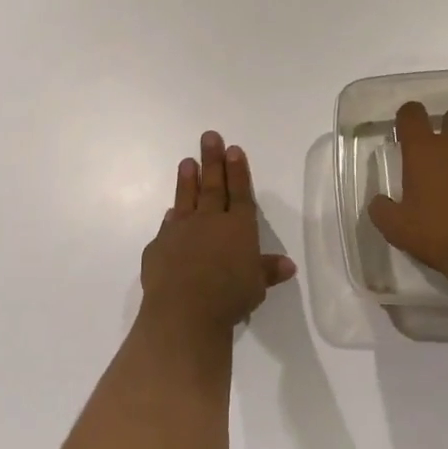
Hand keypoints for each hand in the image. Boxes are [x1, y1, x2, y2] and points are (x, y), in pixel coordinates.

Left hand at [140, 130, 295, 333]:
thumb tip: (288, 265)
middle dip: (212, 160)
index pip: (240, 193)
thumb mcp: (256, 286)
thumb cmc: (229, 297)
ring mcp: (181, 231)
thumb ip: (268, 271)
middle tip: (209, 137)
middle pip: (213, 186)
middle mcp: (210, 221)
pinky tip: (170, 212)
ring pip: (186, 198)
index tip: (233, 149)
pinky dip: (170, 218)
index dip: (238, 171)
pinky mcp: (159, 246)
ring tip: (187, 161)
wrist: (183, 311)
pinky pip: (167, 227)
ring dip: (188, 180)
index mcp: (238, 227)